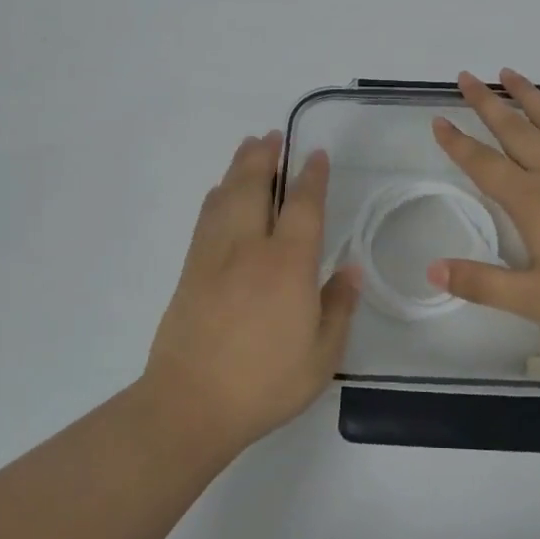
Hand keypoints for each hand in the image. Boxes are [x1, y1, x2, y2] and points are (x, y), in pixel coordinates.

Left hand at [141, 131, 359, 453]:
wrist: (191, 403)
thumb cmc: (265, 382)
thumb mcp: (321, 355)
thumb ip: (338, 307)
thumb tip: (349, 269)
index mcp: (287, 265)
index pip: (303, 206)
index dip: (311, 177)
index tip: (316, 155)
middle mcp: (249, 248)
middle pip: (255, 186)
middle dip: (265, 157)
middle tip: (273, 135)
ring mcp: (214, 256)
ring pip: (226, 196)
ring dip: (239, 168)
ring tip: (249, 148)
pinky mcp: (190, 269)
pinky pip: (206, 218)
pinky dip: (217, 196)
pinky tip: (220, 192)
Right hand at [428, 70, 539, 337]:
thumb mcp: (534, 299)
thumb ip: (481, 283)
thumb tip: (432, 270)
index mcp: (530, 201)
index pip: (483, 165)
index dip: (457, 143)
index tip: (438, 120)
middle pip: (513, 130)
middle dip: (486, 103)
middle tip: (466, 77)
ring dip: (529, 95)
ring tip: (509, 72)